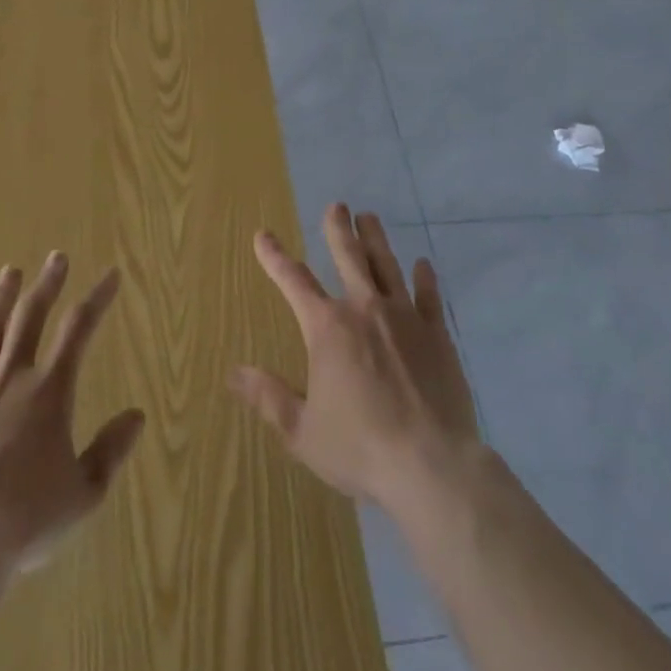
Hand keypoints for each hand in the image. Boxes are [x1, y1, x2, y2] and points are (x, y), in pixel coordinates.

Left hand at [0, 253, 145, 570]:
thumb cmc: (25, 522)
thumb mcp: (83, 493)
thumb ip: (111, 451)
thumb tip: (136, 416)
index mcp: (49, 392)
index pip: (79, 330)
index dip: (97, 298)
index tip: (110, 275)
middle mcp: (11, 377)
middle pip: (31, 316)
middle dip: (48, 284)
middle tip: (57, 258)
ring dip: (2, 297)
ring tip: (11, 272)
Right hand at [229, 206, 478, 512]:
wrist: (431, 465)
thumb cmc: (360, 448)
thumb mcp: (303, 431)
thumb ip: (269, 398)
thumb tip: (234, 373)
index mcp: (327, 328)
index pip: (294, 282)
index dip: (275, 257)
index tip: (263, 234)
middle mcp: (364, 310)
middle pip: (349, 256)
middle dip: (338, 229)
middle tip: (337, 205)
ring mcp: (404, 317)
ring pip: (387, 265)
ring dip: (376, 239)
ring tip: (370, 217)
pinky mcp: (437, 334)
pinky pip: (429, 296)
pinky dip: (424, 278)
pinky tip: (423, 264)